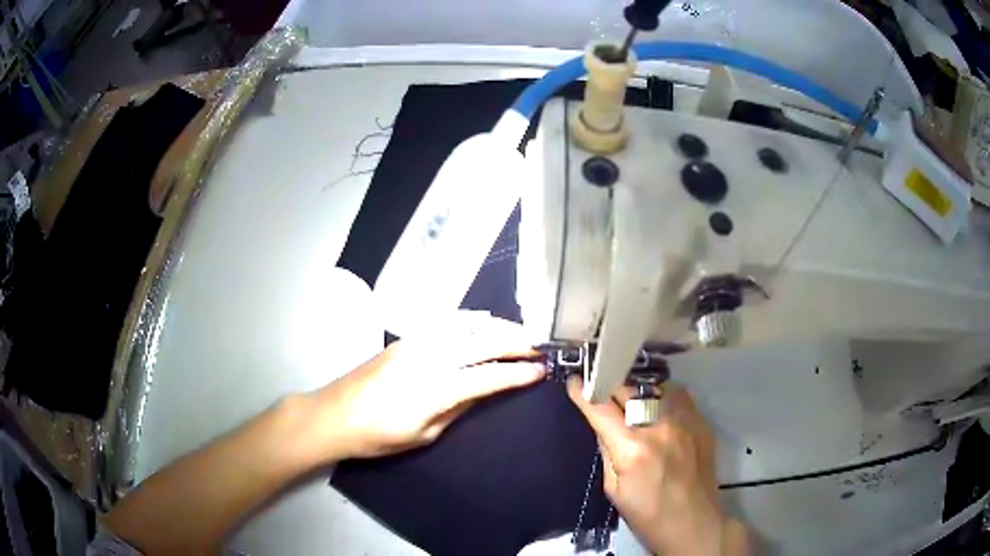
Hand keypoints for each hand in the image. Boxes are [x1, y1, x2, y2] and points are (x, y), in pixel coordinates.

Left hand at [309, 314, 543, 459]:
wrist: (334, 415)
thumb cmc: (378, 436)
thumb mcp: (423, 434)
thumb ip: (458, 408)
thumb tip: (486, 391)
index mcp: (434, 389)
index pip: (487, 377)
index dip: (517, 373)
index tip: (541, 370)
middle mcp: (428, 358)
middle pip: (481, 344)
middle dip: (515, 343)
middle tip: (540, 345)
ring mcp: (415, 343)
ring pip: (465, 327)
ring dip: (497, 327)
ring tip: (521, 331)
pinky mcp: (405, 338)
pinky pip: (445, 322)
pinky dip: (469, 318)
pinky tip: (484, 319)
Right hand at [567, 378, 749, 555]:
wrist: (694, 522)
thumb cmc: (648, 514)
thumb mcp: (613, 489)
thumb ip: (606, 452)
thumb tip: (601, 425)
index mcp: (632, 448)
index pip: (600, 408)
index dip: (582, 392)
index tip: (573, 383)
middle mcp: (659, 426)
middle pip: (627, 389)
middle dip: (609, 390)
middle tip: (603, 397)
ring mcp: (685, 420)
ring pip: (653, 386)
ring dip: (637, 393)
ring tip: (632, 404)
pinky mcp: (701, 421)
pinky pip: (677, 395)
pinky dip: (662, 398)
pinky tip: (658, 411)